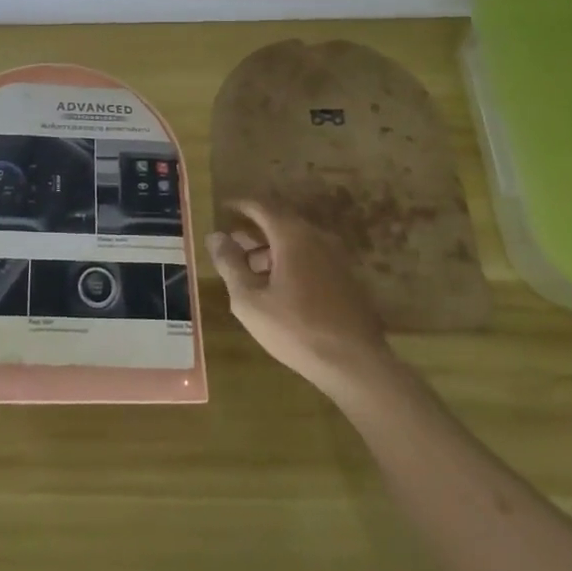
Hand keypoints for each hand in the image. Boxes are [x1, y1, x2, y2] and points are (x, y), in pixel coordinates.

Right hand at [209, 200, 394, 397]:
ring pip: (295, 243)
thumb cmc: (296, 329)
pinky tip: (278, 291)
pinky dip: (289, 264)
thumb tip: (215, 236)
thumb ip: (230, 264)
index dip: (239, 206)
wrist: (356, 365)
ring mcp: (335, 258)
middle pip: (279, 223)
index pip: (261, 206)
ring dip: (270, 251)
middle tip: (230, 247)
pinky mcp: (346, 279)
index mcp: (292, 235)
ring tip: (249, 274)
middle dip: (252, 233)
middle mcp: (316, 237)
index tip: (221, 209)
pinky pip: (310, 259)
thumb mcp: (250, 300)